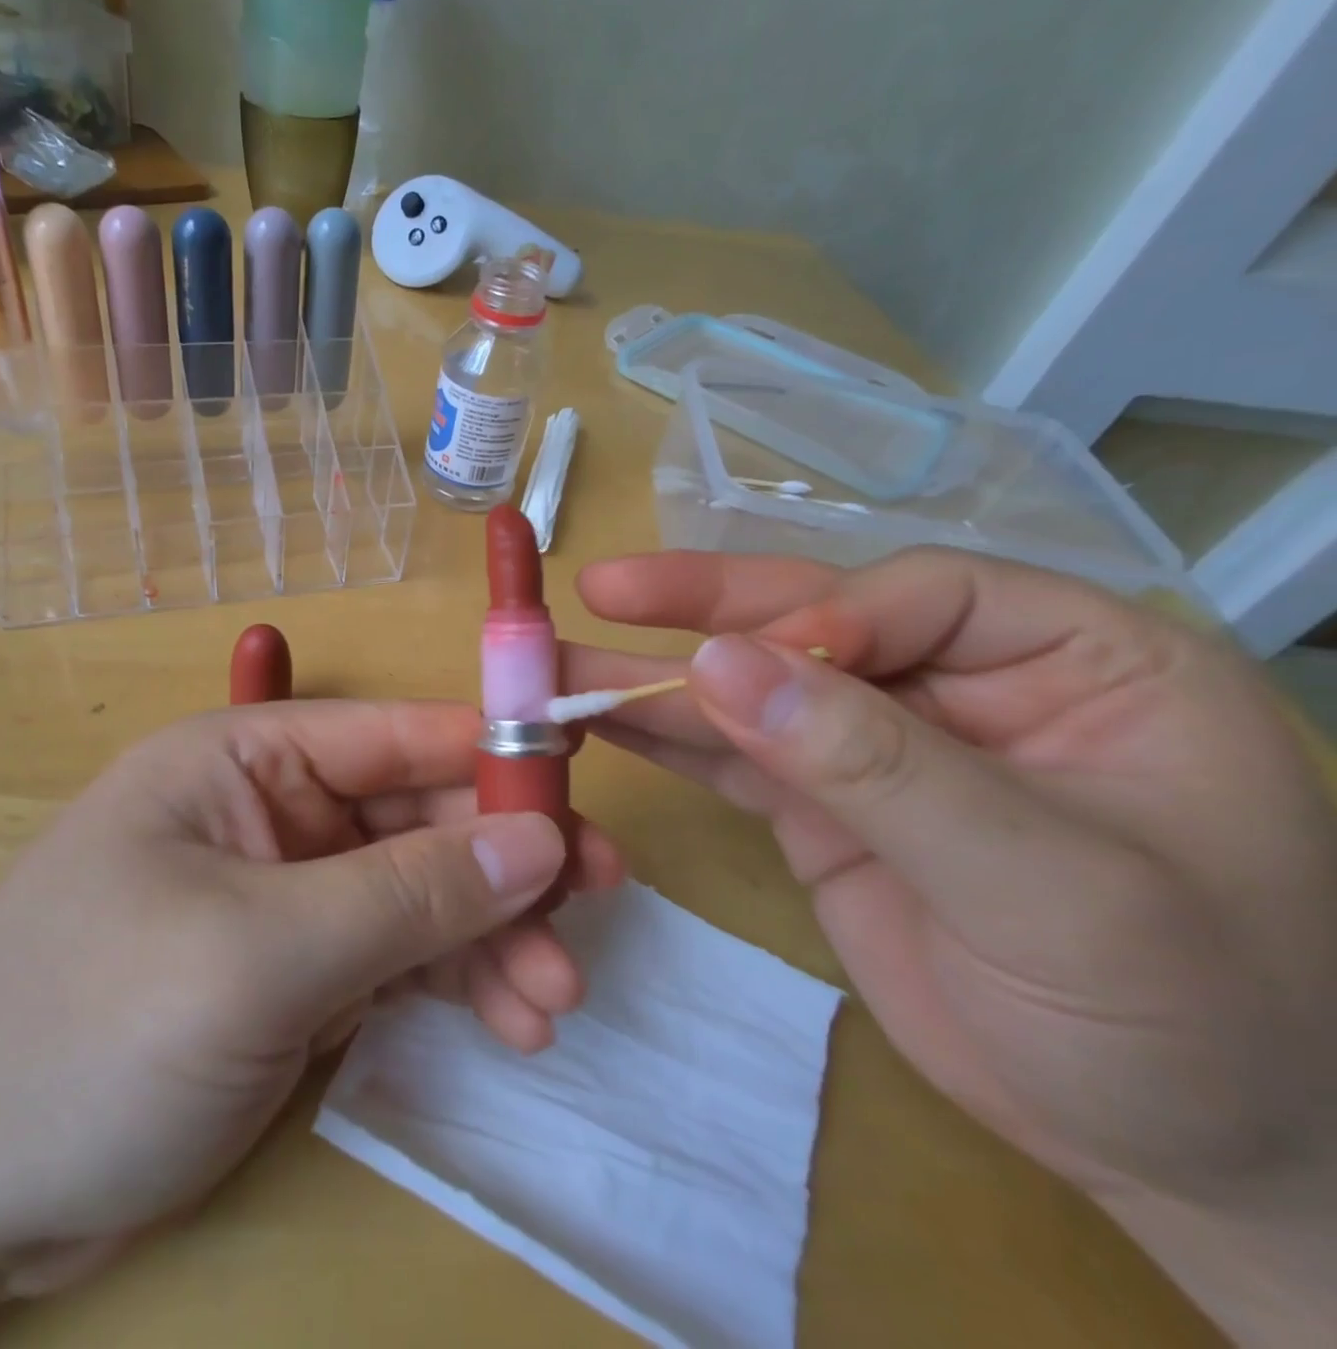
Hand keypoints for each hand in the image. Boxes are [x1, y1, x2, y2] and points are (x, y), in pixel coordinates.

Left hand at [0, 700, 621, 1307]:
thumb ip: (406, 895)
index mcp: (248, 759)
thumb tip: (536, 842)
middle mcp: (274, 812)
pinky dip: (454, 985)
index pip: (395, 736)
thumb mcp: (261, 951)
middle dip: (505, 867)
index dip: (492, 756)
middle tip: (596, 912)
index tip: (584, 794)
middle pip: (418, 818)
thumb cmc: (89, 1026)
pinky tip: (507, 1023)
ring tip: (553, 1000)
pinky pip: (398, 959)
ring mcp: (287, 896)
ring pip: (420, 894)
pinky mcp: (294, 974)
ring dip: (491, 938)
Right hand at [562, 548, 1336, 1344]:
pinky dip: (665, 738)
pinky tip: (597, 720)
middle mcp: (962, 681)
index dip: (817, 621)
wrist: (1177, 1153)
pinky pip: (733, 754)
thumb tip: (718, 664)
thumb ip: (871, 763)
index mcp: (1072, 660)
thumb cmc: (1182, 1020)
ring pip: (754, 689)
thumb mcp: (1043, 887)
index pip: (918, 595)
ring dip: (655, 679)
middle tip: (600, 588)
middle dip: (699, 610)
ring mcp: (879, 743)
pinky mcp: (822, 801)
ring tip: (558, 664)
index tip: (730, 668)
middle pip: (811, 620)